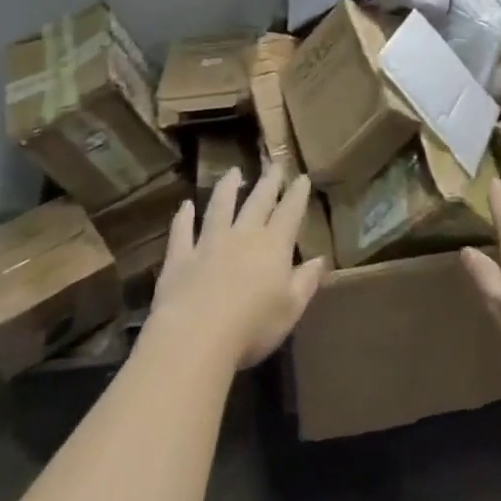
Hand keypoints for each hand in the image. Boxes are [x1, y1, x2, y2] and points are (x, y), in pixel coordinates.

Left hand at [150, 163, 325, 368]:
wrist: (196, 336)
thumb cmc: (252, 327)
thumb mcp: (291, 308)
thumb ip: (306, 281)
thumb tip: (321, 259)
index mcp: (273, 246)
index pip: (289, 213)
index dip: (297, 194)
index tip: (302, 177)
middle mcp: (243, 235)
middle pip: (258, 202)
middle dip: (268, 182)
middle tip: (274, 164)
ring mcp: (209, 243)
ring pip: (220, 207)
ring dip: (227, 188)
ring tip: (233, 171)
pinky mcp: (180, 257)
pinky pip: (182, 231)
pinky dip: (183, 218)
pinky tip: (185, 206)